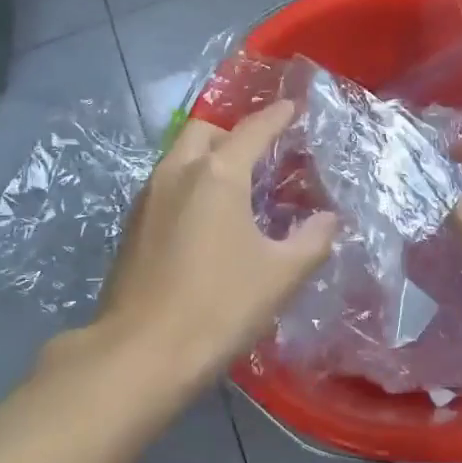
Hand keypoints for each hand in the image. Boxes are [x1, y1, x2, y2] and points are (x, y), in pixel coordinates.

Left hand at [79, 100, 336, 391]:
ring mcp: (149, 198)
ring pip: (181, 156)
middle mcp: (178, 173)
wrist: (140, 355)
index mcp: (218, 175)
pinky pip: (167, 184)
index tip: (293, 107)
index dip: (277, 116)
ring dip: (209, 157)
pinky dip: (191, 183)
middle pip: (206, 131)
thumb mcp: (281, 275)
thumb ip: (312, 240)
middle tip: (261, 154)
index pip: (253, 129)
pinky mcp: (133, 225)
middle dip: (234, 132)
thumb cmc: (219, 306)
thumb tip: (328, 219)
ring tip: (236, 184)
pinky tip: (207, 217)